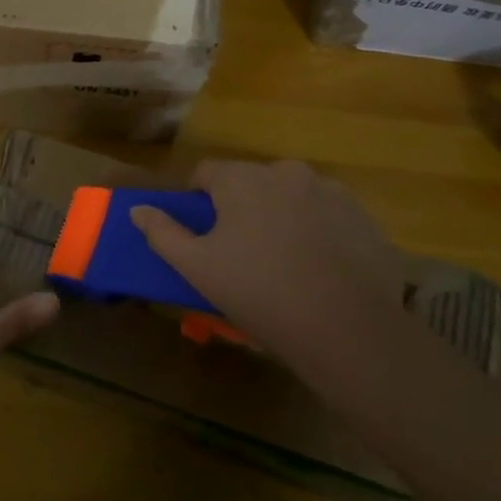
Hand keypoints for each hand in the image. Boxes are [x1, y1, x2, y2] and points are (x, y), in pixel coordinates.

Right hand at [131, 159, 402, 348]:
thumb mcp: (198, 268)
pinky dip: (317, 231)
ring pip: (290, 197)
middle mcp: (285, 171)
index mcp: (241, 178)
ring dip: (280, 216)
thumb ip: (163, 233)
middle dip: (241, 208)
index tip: (202, 234)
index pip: (205, 173)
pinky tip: (319, 269)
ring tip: (284, 264)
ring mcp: (329, 190)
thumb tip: (137, 210)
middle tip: (241, 254)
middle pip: (250, 183)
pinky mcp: (363, 215)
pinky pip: (326, 215)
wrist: (348, 329)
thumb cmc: (259, 292)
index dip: (198, 200)